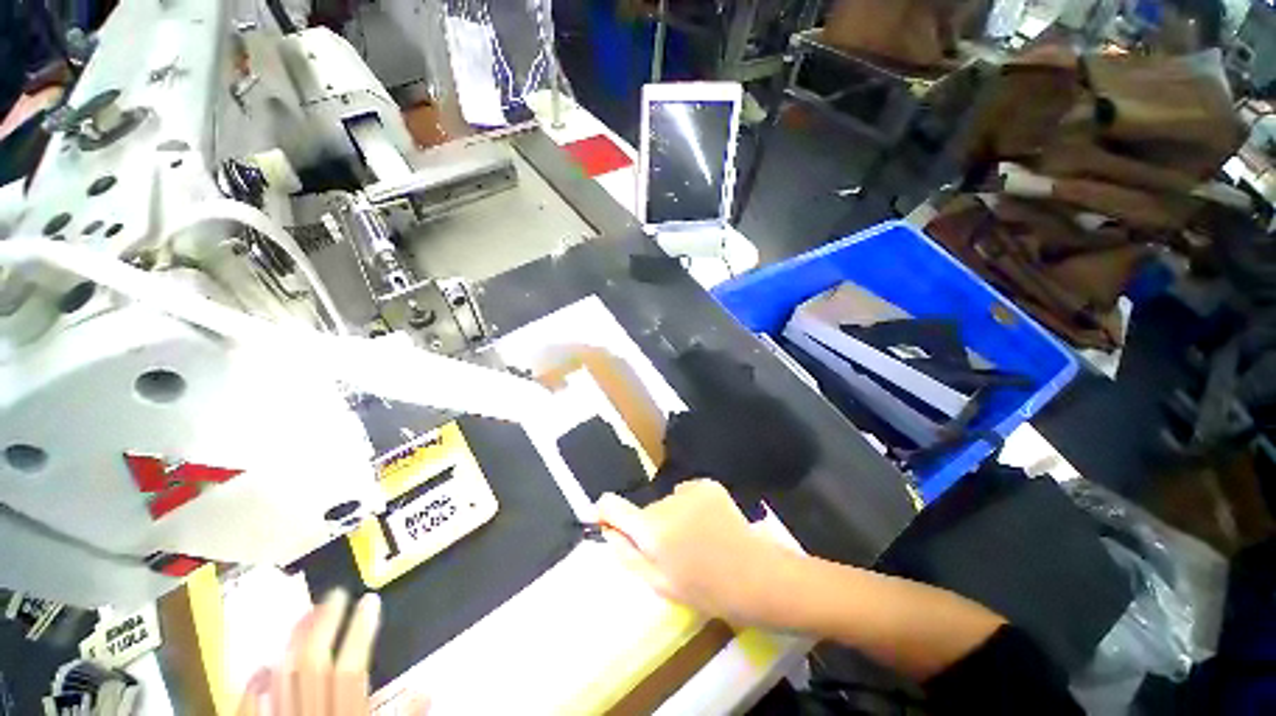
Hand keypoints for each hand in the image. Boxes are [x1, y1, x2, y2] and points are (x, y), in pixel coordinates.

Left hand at [236, 590, 419, 715]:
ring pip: (282, 678)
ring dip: (292, 642)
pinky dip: (251, 688)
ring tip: (307, 613)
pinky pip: (247, 711)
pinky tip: (261, 667)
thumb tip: (427, 689)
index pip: (351, 670)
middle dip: (324, 625)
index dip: (360, 633)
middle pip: (312, 666)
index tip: (371, 601)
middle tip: (336, 594)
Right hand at [596, 479, 785, 622]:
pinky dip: (691, 505)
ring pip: (667, 502)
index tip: (605, 520)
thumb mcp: (659, 583)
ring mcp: (689, 489)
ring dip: (672, 516)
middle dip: (650, 526)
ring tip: (695, 538)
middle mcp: (665, 501)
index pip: (611, 505)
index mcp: (650, 529)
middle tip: (671, 550)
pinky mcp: (708, 484)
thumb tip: (608, 531)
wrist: (756, 576)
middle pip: (645, 509)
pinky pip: (687, 493)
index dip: (605, 512)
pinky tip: (709, 524)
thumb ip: (627, 555)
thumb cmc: (706, 589)